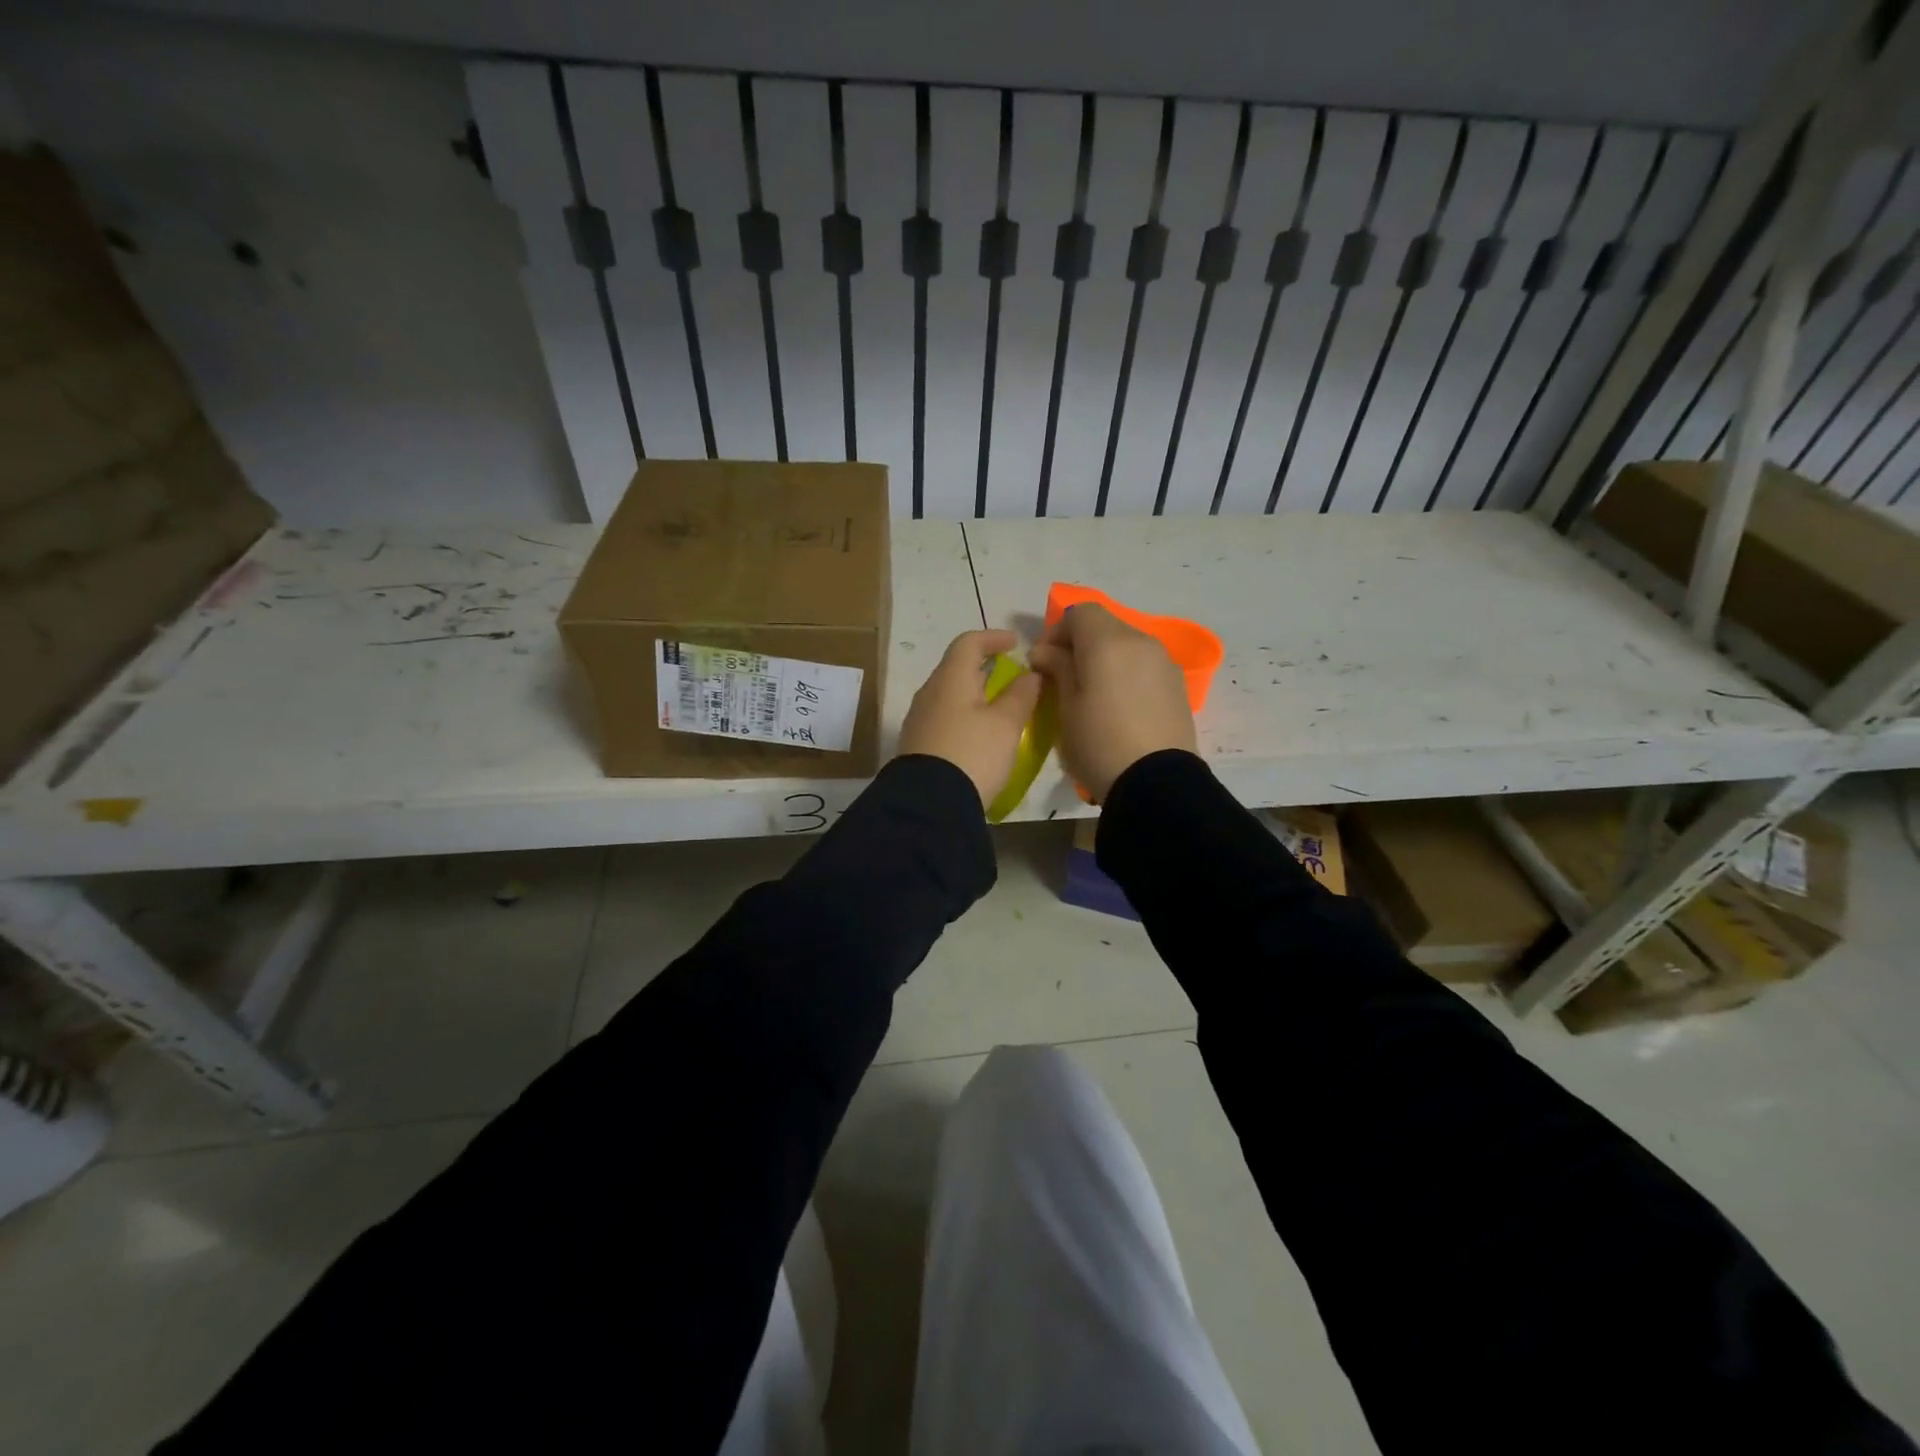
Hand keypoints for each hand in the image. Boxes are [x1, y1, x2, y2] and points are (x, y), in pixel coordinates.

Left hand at [897, 629, 1043, 808]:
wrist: (928, 806)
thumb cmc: (972, 754)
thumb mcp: (1006, 725)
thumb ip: (1021, 695)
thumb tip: (1030, 674)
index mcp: (950, 679)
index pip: (969, 642)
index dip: (993, 637)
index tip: (1015, 644)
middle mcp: (929, 693)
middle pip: (956, 668)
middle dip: (984, 667)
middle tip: (1011, 677)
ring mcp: (919, 720)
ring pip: (950, 695)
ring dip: (975, 694)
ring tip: (999, 708)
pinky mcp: (917, 745)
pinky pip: (944, 718)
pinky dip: (964, 716)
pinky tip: (979, 735)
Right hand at [1028, 604, 1195, 800]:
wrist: (1156, 784)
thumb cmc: (1099, 743)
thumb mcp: (1066, 708)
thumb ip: (1057, 669)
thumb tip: (1046, 652)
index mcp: (1108, 642)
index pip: (1080, 612)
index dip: (1057, 631)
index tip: (1044, 661)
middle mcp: (1141, 641)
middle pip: (1106, 626)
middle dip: (1081, 643)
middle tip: (1064, 677)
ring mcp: (1164, 662)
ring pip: (1127, 645)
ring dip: (1105, 658)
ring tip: (1092, 694)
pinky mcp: (1178, 685)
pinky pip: (1144, 666)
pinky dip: (1127, 673)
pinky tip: (1119, 706)